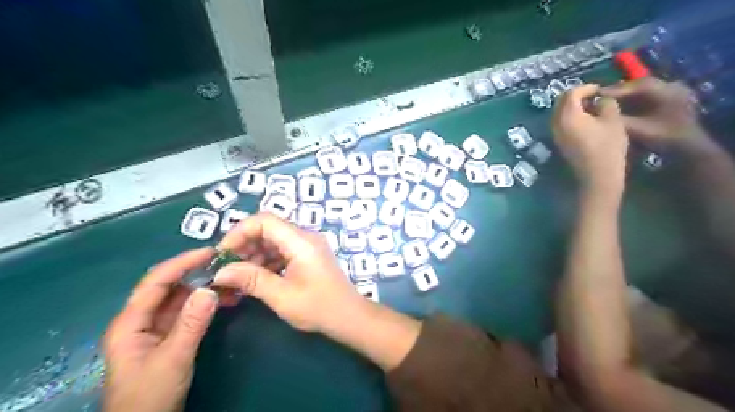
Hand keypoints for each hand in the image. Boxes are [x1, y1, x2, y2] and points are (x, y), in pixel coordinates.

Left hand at [104, 248, 217, 411]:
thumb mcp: (172, 359)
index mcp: (131, 321)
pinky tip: (223, 298)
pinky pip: (187, 311)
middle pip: (168, 286)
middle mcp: (141, 319)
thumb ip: (191, 324)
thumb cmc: (150, 395)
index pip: (156, 281)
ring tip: (228, 277)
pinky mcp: (169, 336)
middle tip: (224, 262)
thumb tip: (210, 289)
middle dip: (195, 272)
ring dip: (203, 287)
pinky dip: (204, 303)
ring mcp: (156, 328)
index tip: (210, 252)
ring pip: (180, 298)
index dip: (182, 263)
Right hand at [211, 214, 361, 332]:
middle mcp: (305, 237)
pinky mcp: (309, 256)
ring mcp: (308, 246)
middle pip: (268, 229)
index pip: (265, 221)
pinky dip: (267, 260)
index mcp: (301, 241)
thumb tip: (220, 272)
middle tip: (228, 267)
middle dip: (245, 245)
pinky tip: (257, 278)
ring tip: (239, 276)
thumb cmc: (318, 307)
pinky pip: (283, 250)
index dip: (240, 232)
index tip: (223, 253)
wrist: (349, 316)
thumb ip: (251, 279)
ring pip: (274, 240)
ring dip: (254, 254)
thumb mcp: (282, 296)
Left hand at [555, 83, 627, 191]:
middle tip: (594, 97)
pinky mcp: (558, 142)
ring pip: (559, 113)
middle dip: (576, 96)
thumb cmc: (607, 146)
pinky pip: (560, 123)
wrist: (597, 175)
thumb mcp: (613, 120)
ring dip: (573, 107)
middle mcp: (556, 123)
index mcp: (567, 115)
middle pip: (561, 102)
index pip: (571, 93)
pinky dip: (570, 117)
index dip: (586, 87)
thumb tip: (599, 99)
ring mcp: (555, 134)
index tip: (600, 89)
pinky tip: (586, 121)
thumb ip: (605, 103)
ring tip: (592, 108)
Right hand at [599, 77, 709, 152]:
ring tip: (606, 102)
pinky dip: (632, 100)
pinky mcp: (671, 100)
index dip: (613, 90)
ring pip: (642, 91)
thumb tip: (595, 112)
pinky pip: (647, 96)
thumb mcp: (638, 130)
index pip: (636, 86)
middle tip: (598, 98)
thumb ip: (617, 120)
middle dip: (617, 92)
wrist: (689, 149)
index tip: (594, 95)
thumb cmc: (664, 139)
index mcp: (667, 91)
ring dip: (624, 96)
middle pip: (639, 86)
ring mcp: (673, 92)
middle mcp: (672, 86)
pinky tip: (619, 107)